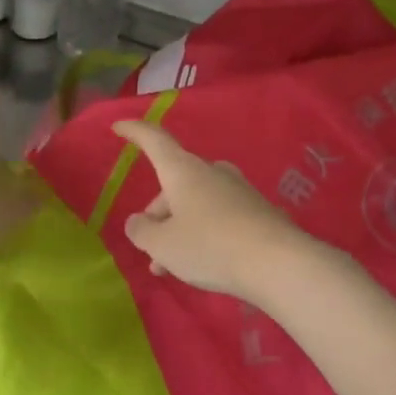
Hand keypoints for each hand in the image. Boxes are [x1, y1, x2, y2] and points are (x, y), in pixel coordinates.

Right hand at [112, 119, 339, 309]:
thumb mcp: (164, 245)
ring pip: (195, 203)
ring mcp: (236, 188)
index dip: (135, 132)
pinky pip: (218, 215)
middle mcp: (211, 171)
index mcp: (183, 170)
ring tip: (172, 268)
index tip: (118, 126)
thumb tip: (138, 221)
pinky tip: (204, 263)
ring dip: (179, 229)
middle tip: (151, 252)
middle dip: (158, 214)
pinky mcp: (256, 209)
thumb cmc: (210, 246)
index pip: (155, 140)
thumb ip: (143, 232)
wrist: (277, 262)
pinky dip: (203, 233)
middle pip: (174, 183)